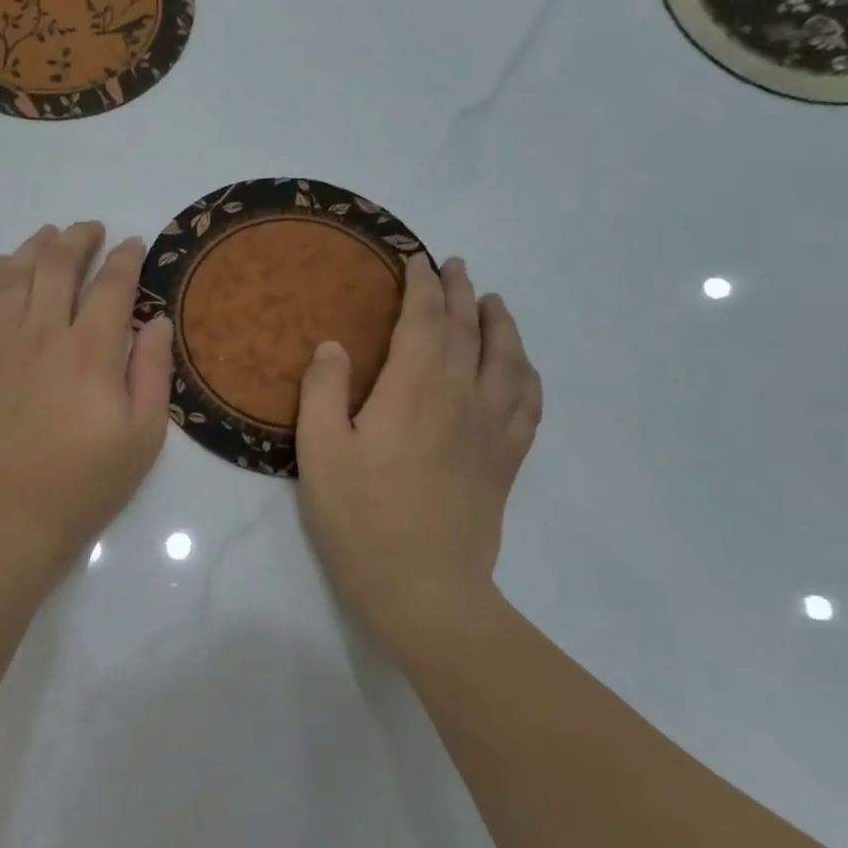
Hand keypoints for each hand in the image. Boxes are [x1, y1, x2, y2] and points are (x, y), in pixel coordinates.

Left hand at [0, 221, 173, 581]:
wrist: (8, 517)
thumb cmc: (85, 484)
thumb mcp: (143, 437)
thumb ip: (151, 372)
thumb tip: (158, 321)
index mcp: (92, 351)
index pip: (112, 285)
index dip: (126, 258)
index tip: (135, 244)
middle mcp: (44, 335)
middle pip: (58, 266)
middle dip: (78, 239)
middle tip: (92, 229)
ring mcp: (3, 346)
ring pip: (17, 276)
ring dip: (36, 247)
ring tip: (50, 235)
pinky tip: (8, 266)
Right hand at [294, 256, 541, 657]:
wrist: (423, 586)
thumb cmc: (359, 518)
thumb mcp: (319, 452)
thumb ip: (323, 391)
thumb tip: (335, 345)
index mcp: (413, 389)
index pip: (424, 320)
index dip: (421, 286)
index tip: (416, 260)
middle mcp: (461, 397)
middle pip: (468, 330)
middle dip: (460, 292)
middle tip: (454, 266)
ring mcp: (491, 429)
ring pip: (507, 360)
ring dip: (501, 324)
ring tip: (494, 303)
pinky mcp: (505, 460)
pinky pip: (528, 403)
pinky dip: (527, 374)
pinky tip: (522, 368)